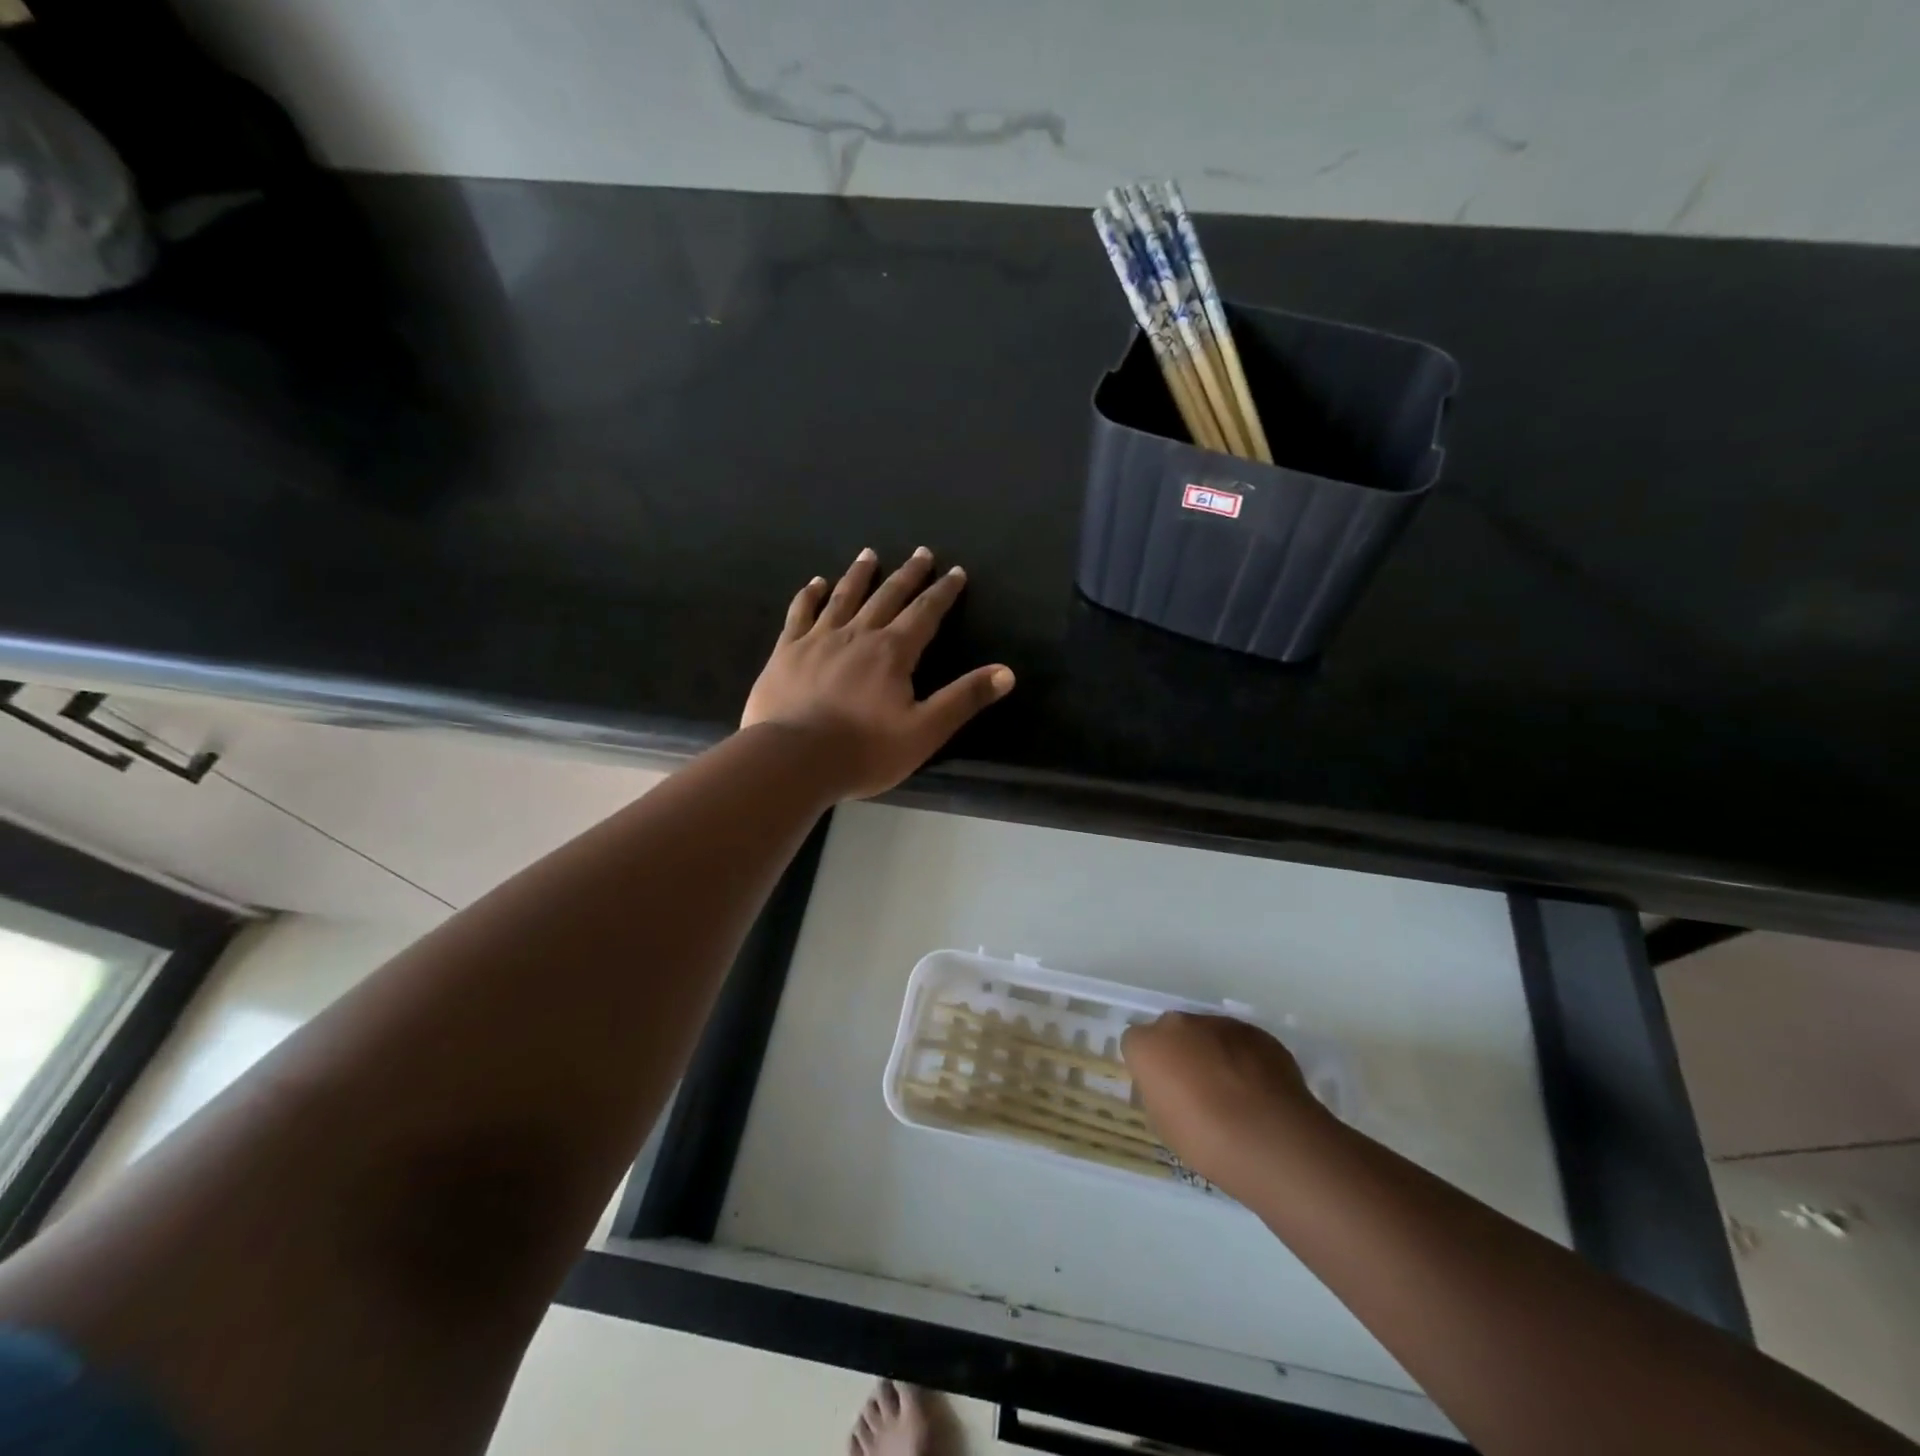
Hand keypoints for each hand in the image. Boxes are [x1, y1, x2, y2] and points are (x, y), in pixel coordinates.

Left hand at [742, 547, 1014, 800]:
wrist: (793, 759)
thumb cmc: (864, 750)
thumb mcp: (925, 731)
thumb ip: (964, 699)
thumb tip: (1006, 672)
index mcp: (892, 652)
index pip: (925, 613)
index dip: (943, 593)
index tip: (955, 572)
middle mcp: (857, 635)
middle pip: (887, 596)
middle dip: (908, 575)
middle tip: (921, 553)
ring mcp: (818, 640)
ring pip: (843, 597)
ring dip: (860, 575)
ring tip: (869, 554)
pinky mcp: (786, 652)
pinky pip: (800, 614)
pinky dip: (809, 596)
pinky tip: (814, 584)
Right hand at [1123, 1013, 1324, 1194]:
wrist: (1272, 1140)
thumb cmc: (1206, 1140)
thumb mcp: (1163, 1125)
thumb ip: (1159, 1093)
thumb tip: (1170, 1087)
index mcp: (1149, 1045)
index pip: (1135, 1044)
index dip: (1147, 1067)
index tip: (1161, 1091)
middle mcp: (1180, 1024)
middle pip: (1171, 1032)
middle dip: (1179, 1053)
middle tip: (1195, 1090)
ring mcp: (1221, 1024)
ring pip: (1207, 1034)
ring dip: (1212, 1053)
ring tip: (1232, 1093)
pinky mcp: (1256, 1032)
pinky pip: (1240, 1042)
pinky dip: (1243, 1059)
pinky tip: (1257, 1091)